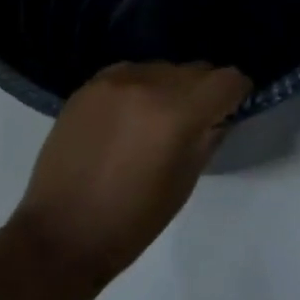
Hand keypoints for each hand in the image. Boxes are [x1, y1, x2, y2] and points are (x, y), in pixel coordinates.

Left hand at [10, 61, 250, 287]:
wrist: (61, 232)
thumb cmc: (132, 221)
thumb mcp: (184, 183)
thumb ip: (208, 138)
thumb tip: (220, 114)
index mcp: (177, 114)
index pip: (227, 79)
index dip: (238, 92)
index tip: (235, 107)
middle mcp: (148, 84)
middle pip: (195, 69)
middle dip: (205, 90)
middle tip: (198, 119)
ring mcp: (114, 80)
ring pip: (162, 68)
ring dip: (171, 87)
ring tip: (158, 120)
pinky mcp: (89, 84)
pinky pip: (131, 72)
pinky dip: (140, 87)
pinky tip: (129, 116)